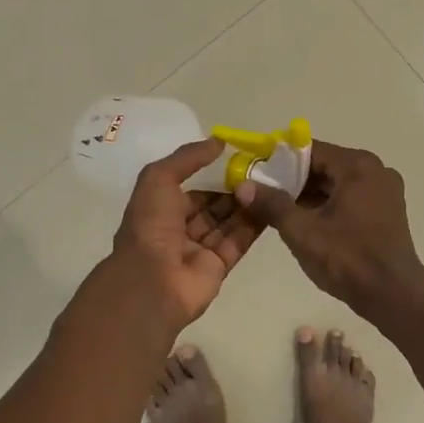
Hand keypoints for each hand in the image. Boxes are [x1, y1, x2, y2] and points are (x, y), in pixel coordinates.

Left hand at [97, 138, 264, 334]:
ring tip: (271, 183)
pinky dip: (254, 224)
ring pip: (228, 222)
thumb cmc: (151, 224)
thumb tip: (218, 141)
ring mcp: (199, 249)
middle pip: (212, 205)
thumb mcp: (159, 178)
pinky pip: (239, 241)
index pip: (192, 187)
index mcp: (160, 208)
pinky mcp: (219, 267)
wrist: (152, 281)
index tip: (239, 158)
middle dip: (233, 188)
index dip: (213, 173)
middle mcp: (179, 228)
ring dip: (246, 203)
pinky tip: (272, 205)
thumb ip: (188, 157)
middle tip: (262, 170)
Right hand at [235, 140, 423, 315]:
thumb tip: (244, 185)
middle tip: (265, 196)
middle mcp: (375, 169)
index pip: (309, 150)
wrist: (395, 297)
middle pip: (324, 165)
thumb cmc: (348, 259)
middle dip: (293, 180)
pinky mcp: (388, 209)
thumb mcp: (302, 231)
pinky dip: (329, 204)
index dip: (279, 162)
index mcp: (357, 165)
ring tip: (281, 212)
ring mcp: (385, 190)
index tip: (257, 175)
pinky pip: (351, 196)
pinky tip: (308, 223)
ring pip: (337, 182)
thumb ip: (272, 204)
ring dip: (310, 195)